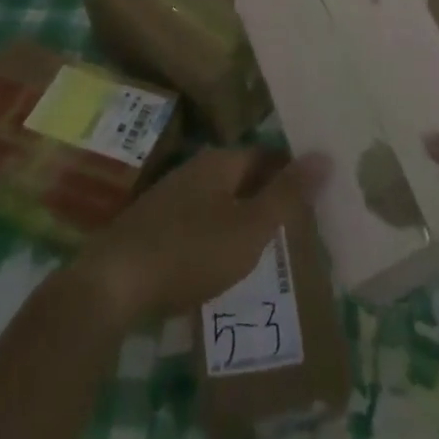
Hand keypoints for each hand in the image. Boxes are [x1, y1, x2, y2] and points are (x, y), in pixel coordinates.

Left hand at [69, 149, 328, 329]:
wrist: (113, 284)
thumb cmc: (190, 252)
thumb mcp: (250, 228)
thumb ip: (288, 195)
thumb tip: (325, 155)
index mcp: (220, 162)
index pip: (267, 157)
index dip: (291, 175)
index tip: (314, 200)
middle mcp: (195, 169)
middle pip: (242, 177)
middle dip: (267, 198)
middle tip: (296, 228)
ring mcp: (170, 196)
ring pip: (218, 201)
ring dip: (240, 219)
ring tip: (264, 250)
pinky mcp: (152, 226)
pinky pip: (197, 223)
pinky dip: (215, 236)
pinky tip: (220, 263)